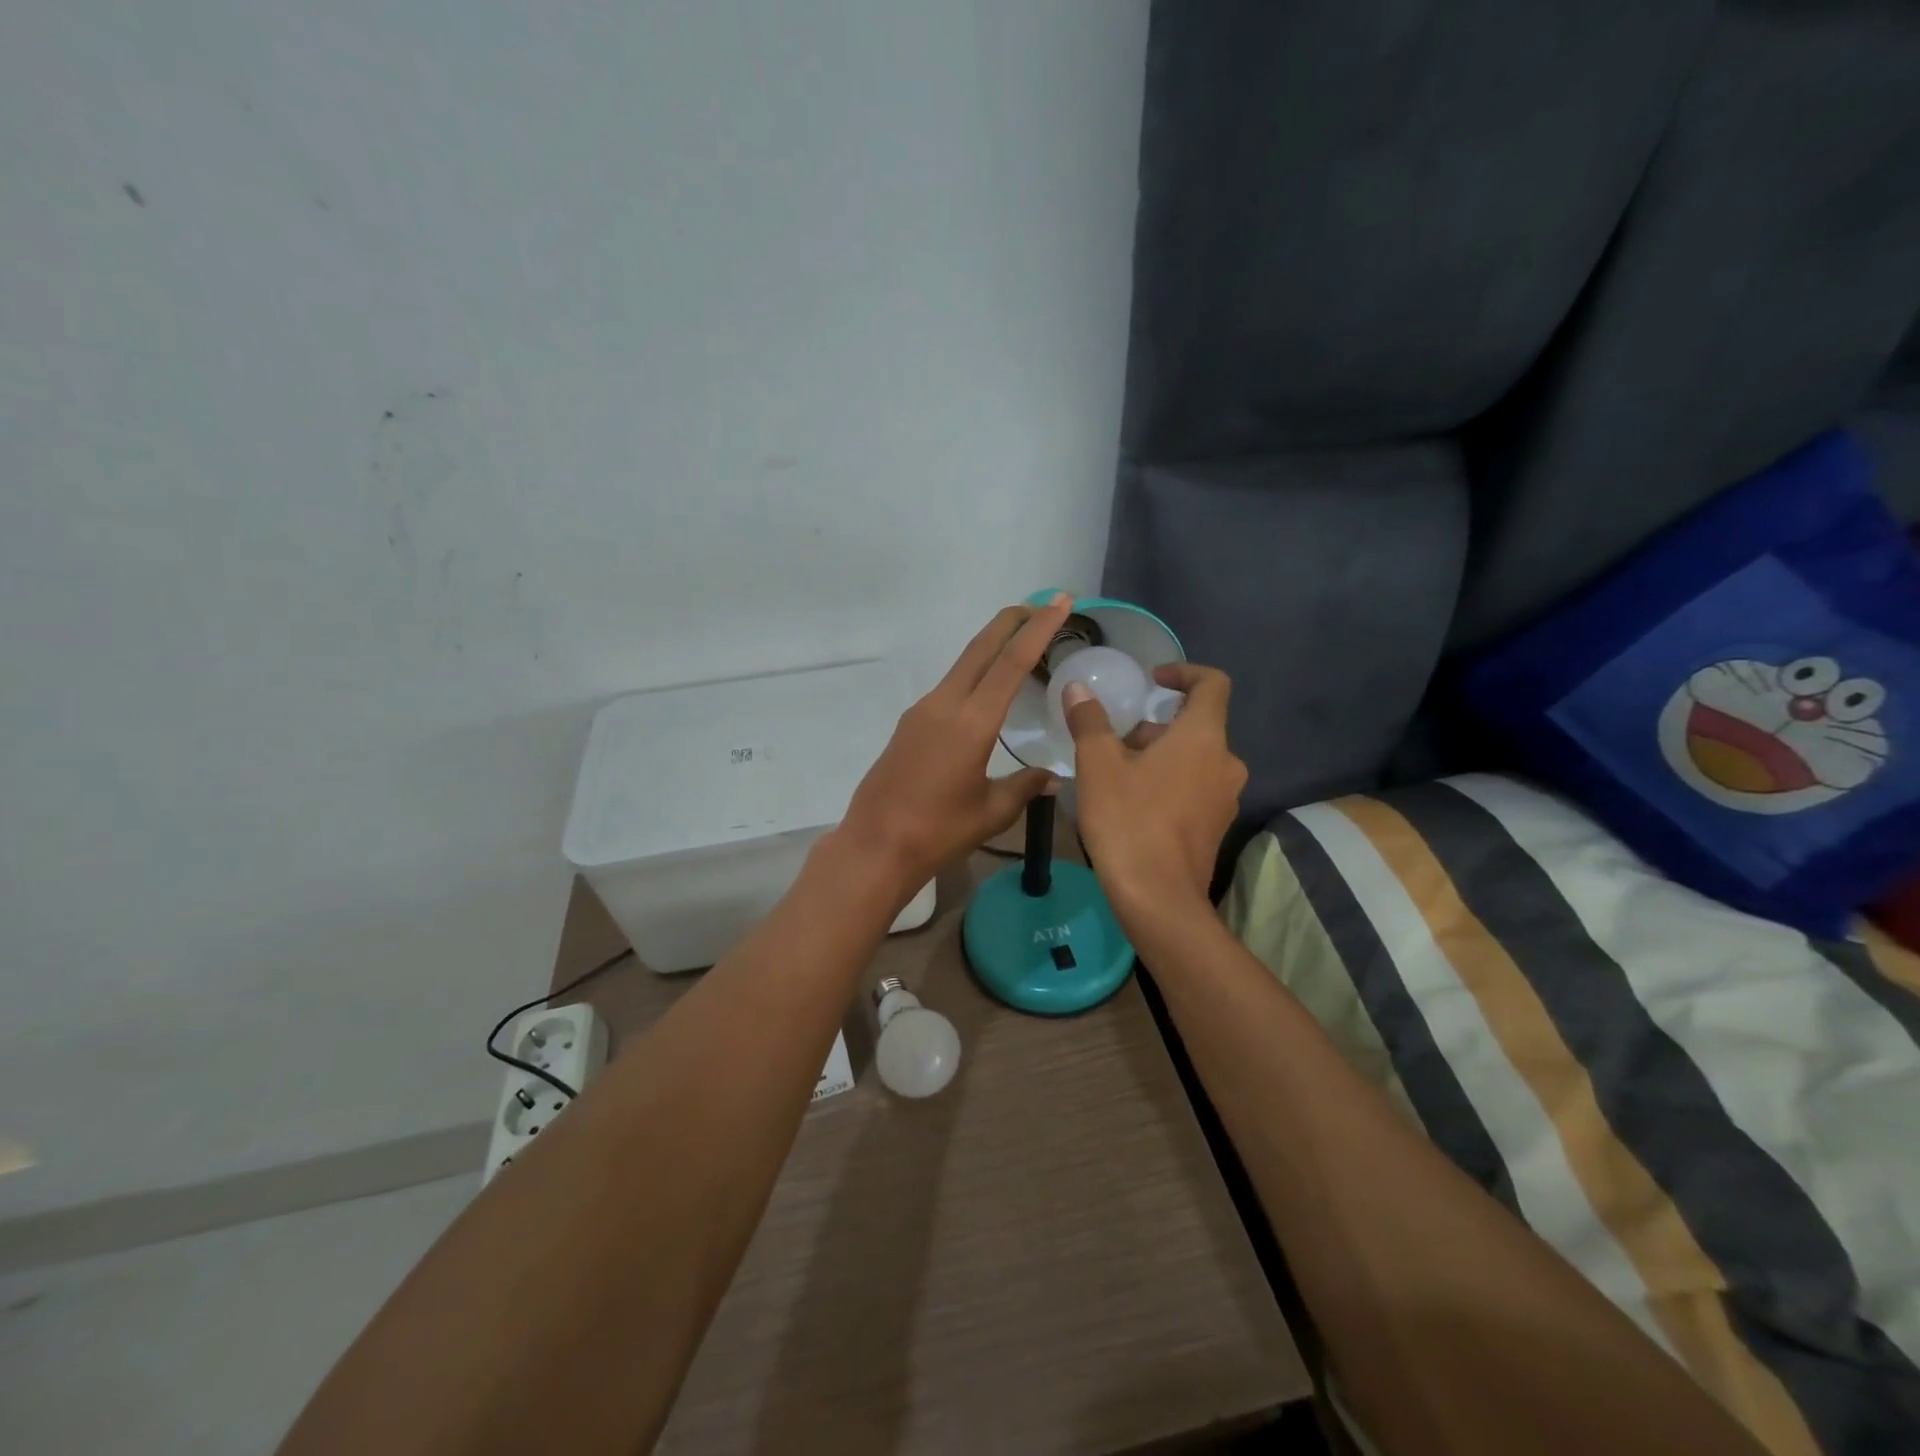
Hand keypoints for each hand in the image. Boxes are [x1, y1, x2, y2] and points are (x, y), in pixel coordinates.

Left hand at [836, 596, 1073, 897]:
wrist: (875, 846)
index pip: (1011, 662)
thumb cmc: (938, 832)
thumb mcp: (991, 812)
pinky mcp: (909, 725)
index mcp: (971, 722)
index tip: (1059, 602)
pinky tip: (985, 692)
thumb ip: (1024, 787)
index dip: (1038, 629)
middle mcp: (944, 705)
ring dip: (991, 647)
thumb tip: (1052, 778)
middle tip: (1041, 605)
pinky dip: (974, 675)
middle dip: (1011, 621)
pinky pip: (949, 688)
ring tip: (1020, 644)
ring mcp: (922, 712)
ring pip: (963, 665)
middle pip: (981, 649)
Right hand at [1063, 662, 1246, 929]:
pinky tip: (1133, 805)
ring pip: (1194, 759)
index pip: (1212, 684)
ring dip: (1160, 755)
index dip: (1184, 672)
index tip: (1153, 680)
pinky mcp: (1217, 827)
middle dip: (1156, 726)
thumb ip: (1089, 721)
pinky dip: (1170, 782)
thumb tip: (1077, 689)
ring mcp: (1225, 798)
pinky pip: (1196, 788)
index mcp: (1203, 737)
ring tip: (1118, 775)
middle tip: (1116, 741)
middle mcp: (1226, 762)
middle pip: (1196, 726)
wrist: (1158, 898)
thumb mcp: (1098, 765)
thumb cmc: (1128, 820)